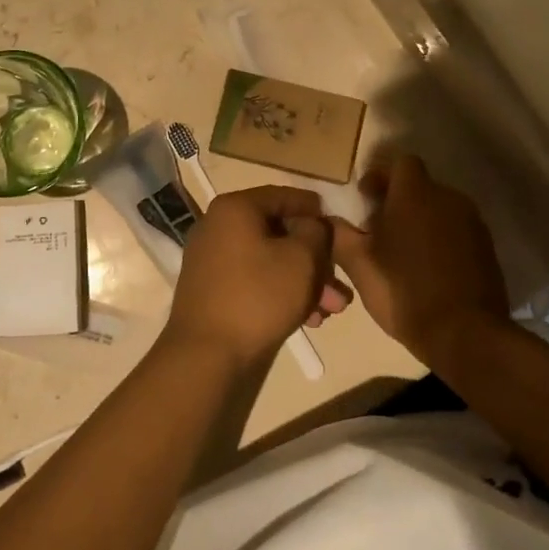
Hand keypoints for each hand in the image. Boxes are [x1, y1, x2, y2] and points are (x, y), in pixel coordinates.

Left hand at [164, 185, 342, 366]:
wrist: (207, 353)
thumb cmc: (258, 296)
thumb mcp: (301, 259)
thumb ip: (316, 232)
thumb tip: (314, 225)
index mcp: (235, 208)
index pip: (284, 196)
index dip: (316, 210)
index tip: (341, 226)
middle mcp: (218, 226)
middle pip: (278, 232)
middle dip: (315, 258)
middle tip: (342, 282)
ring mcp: (212, 258)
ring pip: (270, 260)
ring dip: (304, 281)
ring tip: (333, 310)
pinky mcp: (213, 289)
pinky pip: (254, 279)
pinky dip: (281, 292)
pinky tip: (309, 319)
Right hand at [330, 154, 510, 362]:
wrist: (465, 334)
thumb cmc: (404, 291)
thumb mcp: (358, 264)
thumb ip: (339, 234)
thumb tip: (328, 220)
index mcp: (415, 194)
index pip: (401, 162)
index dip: (381, 175)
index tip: (366, 200)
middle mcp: (448, 198)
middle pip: (420, 185)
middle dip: (398, 201)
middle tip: (378, 230)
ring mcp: (473, 223)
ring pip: (439, 208)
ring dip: (420, 221)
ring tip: (402, 253)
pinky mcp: (487, 247)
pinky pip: (456, 230)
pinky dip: (440, 239)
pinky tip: (427, 269)